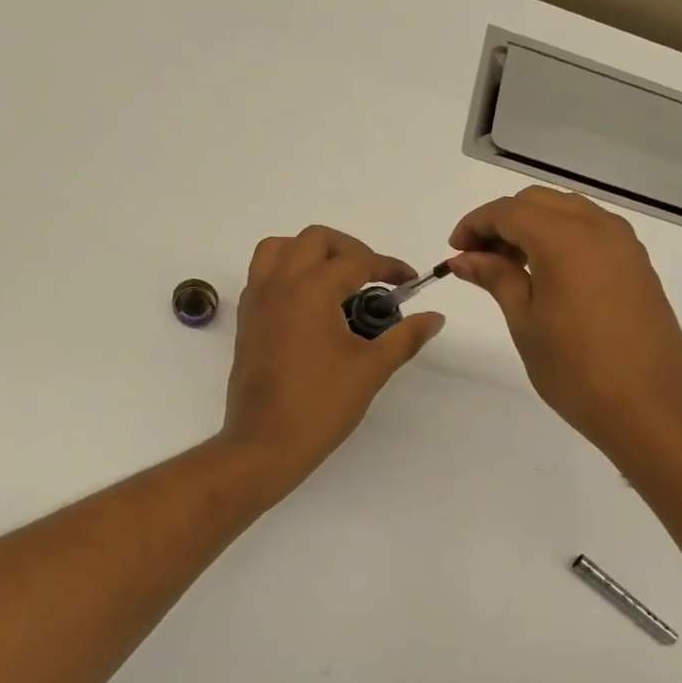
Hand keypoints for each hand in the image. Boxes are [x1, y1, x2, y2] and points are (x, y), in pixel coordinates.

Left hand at [220, 226, 445, 492]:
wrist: (266, 443)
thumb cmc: (321, 405)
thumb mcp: (372, 369)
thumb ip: (405, 337)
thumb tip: (435, 318)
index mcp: (312, 290)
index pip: (357, 260)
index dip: (388, 266)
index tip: (408, 281)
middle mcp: (280, 284)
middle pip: (315, 240)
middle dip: (350, 249)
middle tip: (372, 276)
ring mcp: (257, 301)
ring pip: (279, 249)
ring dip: (309, 252)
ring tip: (334, 278)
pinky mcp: (246, 320)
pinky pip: (262, 275)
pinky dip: (286, 272)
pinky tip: (308, 303)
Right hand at [449, 187, 681, 461]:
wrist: (650, 406)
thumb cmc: (576, 369)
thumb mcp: (525, 321)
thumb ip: (495, 278)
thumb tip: (464, 258)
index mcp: (564, 238)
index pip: (508, 211)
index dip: (475, 224)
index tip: (456, 251)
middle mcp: (598, 227)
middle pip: (538, 202)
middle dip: (503, 222)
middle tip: (480, 259)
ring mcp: (624, 244)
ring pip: (568, 211)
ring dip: (533, 227)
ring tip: (512, 268)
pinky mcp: (638, 263)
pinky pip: (592, 231)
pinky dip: (563, 238)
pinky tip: (549, 275)